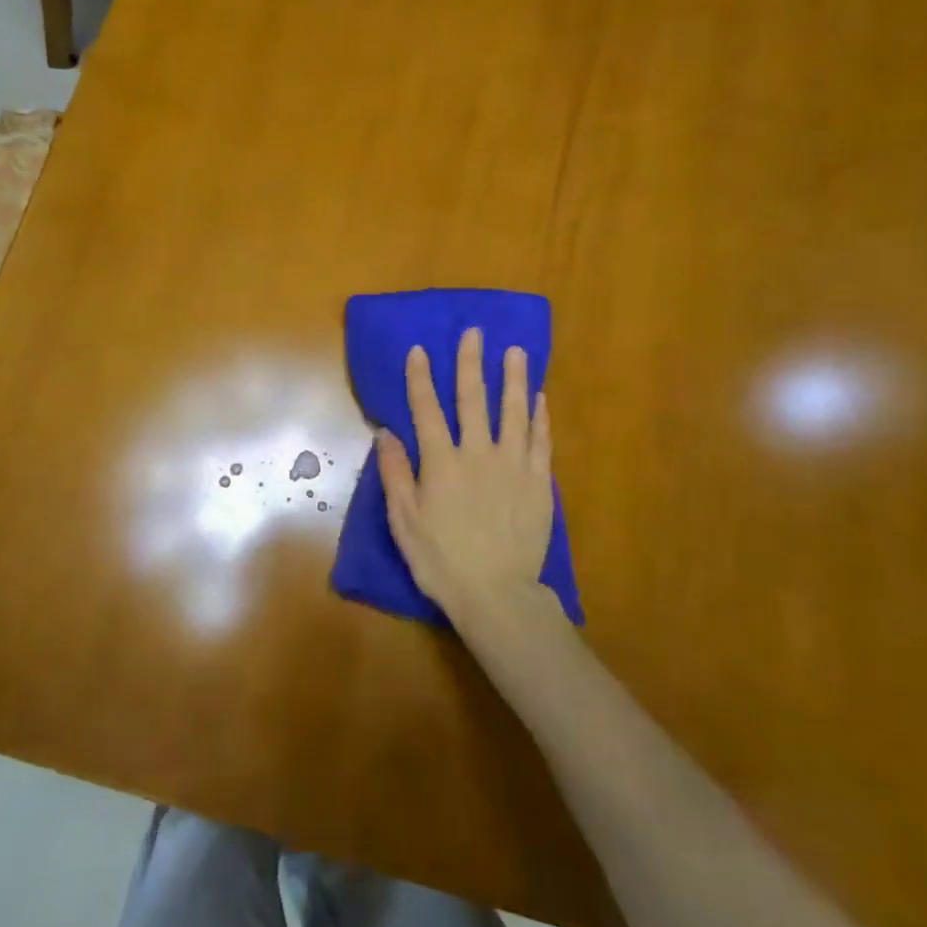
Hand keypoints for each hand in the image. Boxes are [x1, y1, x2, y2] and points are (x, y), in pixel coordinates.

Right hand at [375, 328, 557, 632]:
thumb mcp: (404, 521)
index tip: (419, 349)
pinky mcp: (538, 482)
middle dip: (471, 363)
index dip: (421, 378)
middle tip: (474, 332)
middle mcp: (478, 453)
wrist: (497, 593)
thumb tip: (385, 432)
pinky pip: (540, 441)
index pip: (427, 410)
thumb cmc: (442, 560)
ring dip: (513, 378)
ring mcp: (513, 465)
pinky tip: (539, 398)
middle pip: (473, 400)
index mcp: (441, 463)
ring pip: (513, 412)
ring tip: (515, 351)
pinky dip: (539, 416)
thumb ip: (396, 473)